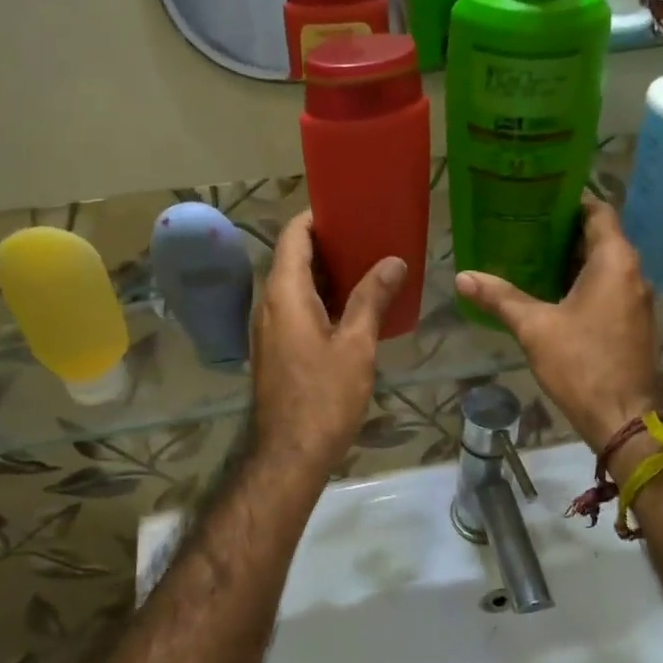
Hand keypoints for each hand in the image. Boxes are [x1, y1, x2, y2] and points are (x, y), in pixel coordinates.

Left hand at [252, 212, 405, 477]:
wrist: (289, 454)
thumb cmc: (324, 396)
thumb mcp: (356, 345)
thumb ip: (372, 298)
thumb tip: (394, 261)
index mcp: (284, 293)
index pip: (293, 236)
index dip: (316, 217)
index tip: (349, 209)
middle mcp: (268, 303)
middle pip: (293, 258)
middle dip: (329, 244)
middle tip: (370, 237)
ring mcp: (268, 328)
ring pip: (294, 285)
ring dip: (326, 273)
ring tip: (368, 267)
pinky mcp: (274, 348)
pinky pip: (295, 308)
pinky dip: (320, 297)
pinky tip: (353, 308)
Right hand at [454, 196, 662, 451]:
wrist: (626, 419)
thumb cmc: (583, 364)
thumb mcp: (535, 328)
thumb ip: (500, 298)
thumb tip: (462, 277)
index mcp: (615, 261)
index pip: (597, 211)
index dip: (569, 200)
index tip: (537, 197)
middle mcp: (632, 273)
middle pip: (598, 237)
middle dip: (561, 231)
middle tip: (521, 226)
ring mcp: (636, 299)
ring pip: (603, 265)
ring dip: (570, 260)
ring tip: (527, 256)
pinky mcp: (633, 323)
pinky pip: (607, 288)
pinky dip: (581, 283)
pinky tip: (548, 293)